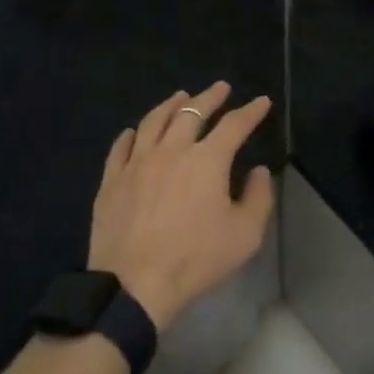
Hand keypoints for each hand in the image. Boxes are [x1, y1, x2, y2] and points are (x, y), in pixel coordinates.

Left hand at [88, 83, 274, 333]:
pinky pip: (121, 147)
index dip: (251, 111)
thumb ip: (258, 197)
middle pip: (191, 112)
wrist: (134, 284)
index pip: (234, 125)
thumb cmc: (196, 259)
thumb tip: (258, 171)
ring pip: (154, 121)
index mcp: (207, 160)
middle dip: (210, 97)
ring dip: (170, 105)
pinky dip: (132, 134)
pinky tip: (135, 132)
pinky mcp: (112, 180)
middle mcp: (172, 150)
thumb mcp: (245, 234)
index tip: (261, 102)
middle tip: (220, 88)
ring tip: (180, 96)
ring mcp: (137, 163)